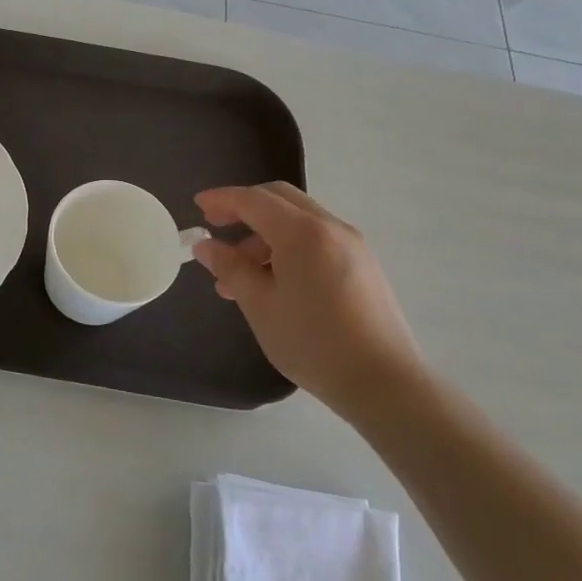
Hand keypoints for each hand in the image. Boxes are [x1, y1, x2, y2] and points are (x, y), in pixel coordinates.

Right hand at [192, 182, 430, 418]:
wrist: (383, 382)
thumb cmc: (312, 342)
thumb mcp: (259, 305)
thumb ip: (230, 268)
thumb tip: (205, 245)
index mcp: (302, 233)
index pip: (254, 200)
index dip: (222, 199)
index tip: (197, 205)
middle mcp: (331, 228)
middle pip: (280, 200)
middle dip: (244, 208)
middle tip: (216, 226)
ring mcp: (352, 245)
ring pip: (299, 221)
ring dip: (264, 234)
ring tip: (239, 274)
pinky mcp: (363, 265)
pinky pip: (317, 239)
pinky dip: (288, 246)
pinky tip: (273, 281)